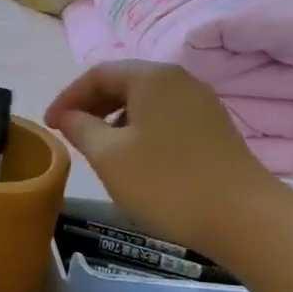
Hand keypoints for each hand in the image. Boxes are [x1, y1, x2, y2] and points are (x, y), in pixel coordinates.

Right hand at [46, 61, 279, 254]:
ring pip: (145, 100)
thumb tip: (67, 116)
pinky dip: (140, 128)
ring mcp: (201, 102)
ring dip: (115, 117)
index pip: (97, 74)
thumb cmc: (167, 183)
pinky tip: (135, 157)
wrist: (243, 217)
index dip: (68, 97)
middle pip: (124, 82)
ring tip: (98, 147)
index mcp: (151, 77)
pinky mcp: (213, 127)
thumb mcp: (109, 157)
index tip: (49, 125)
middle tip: (69, 133)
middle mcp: (178, 79)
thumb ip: (80, 129)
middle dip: (91, 105)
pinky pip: (165, 115)